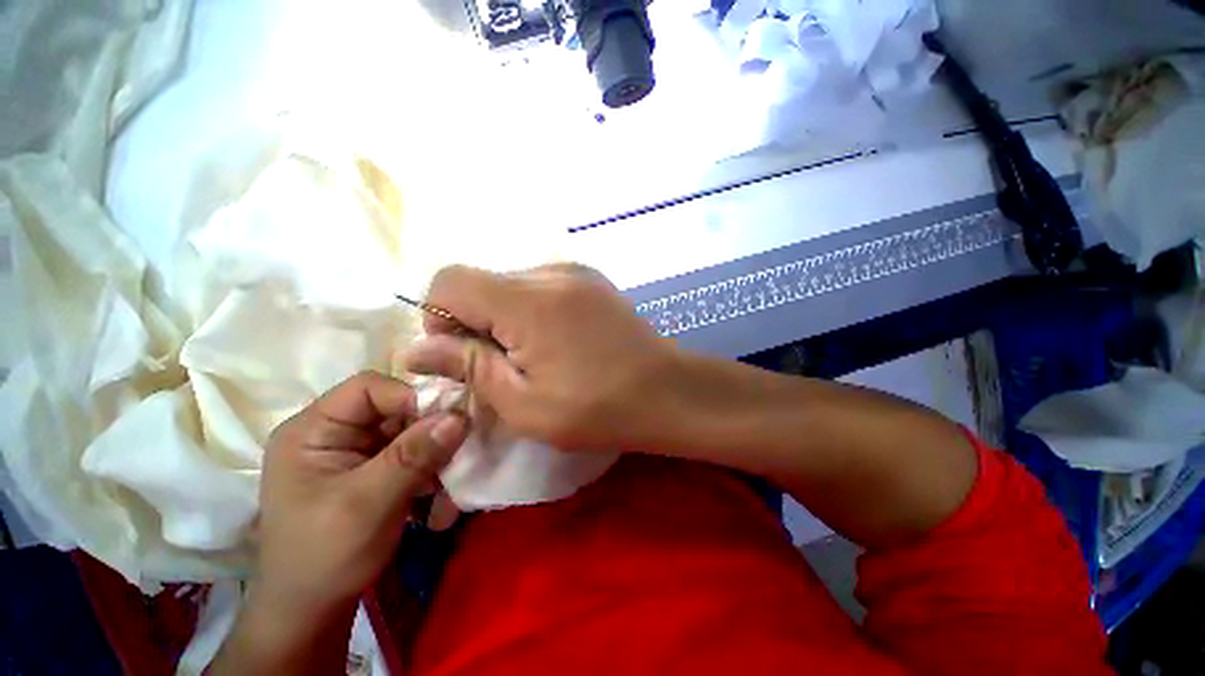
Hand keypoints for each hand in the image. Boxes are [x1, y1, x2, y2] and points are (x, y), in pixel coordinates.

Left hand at [212, 371, 467, 674]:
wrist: (312, 611)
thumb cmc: (325, 556)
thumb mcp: (368, 503)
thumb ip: (414, 456)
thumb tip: (460, 416)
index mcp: (312, 430)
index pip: (369, 388)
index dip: (410, 397)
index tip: (446, 422)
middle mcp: (334, 433)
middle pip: (395, 408)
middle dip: (428, 429)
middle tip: (455, 452)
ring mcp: (354, 452)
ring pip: (409, 431)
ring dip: (433, 452)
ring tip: (447, 480)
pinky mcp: (372, 470)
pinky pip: (411, 453)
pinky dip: (429, 467)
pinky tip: (437, 492)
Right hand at [404, 264, 674, 452]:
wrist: (668, 391)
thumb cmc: (597, 409)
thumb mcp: (524, 404)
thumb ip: (469, 367)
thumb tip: (415, 349)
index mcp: (528, 301)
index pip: (449, 281)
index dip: (440, 318)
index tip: (463, 356)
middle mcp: (550, 273)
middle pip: (481, 282)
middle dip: (474, 322)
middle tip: (502, 366)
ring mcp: (575, 272)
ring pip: (510, 284)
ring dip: (504, 318)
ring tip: (534, 357)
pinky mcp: (591, 280)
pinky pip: (540, 287)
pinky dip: (531, 312)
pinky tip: (557, 342)